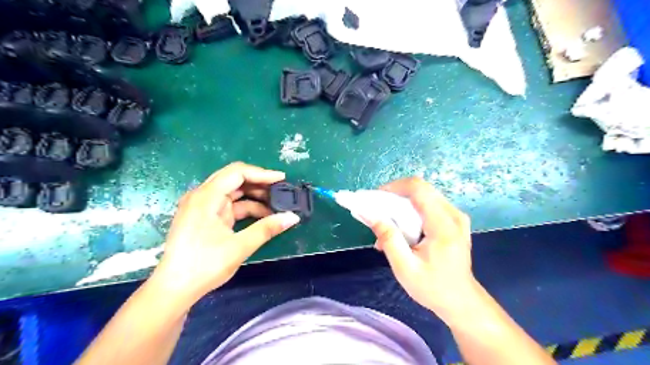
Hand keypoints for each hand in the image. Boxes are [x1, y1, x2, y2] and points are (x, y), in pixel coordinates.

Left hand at [150, 161, 298, 305]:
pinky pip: (230, 206)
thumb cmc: (204, 266)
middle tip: (281, 191)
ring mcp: (203, 207)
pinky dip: (246, 208)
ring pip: (233, 193)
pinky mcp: (206, 217)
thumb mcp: (239, 246)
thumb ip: (267, 228)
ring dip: (255, 197)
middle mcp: (202, 196)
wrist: (175, 289)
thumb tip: (293, 217)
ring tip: (276, 205)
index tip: (282, 179)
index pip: (237, 173)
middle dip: (259, 184)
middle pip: (235, 179)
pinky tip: (263, 216)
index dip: (262, 173)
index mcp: (206, 197)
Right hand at [361, 178, 474, 320]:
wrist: (461, 302)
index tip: (375, 199)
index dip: (394, 187)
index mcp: (443, 225)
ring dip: (401, 206)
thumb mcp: (405, 268)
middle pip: (420, 190)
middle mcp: (453, 215)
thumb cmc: (433, 288)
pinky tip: (401, 232)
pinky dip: (411, 213)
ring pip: (423, 197)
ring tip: (387, 227)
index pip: (418, 188)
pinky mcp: (454, 221)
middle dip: (394, 197)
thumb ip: (388, 239)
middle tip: (377, 213)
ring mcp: (456, 217)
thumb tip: (369, 214)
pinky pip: (428, 206)